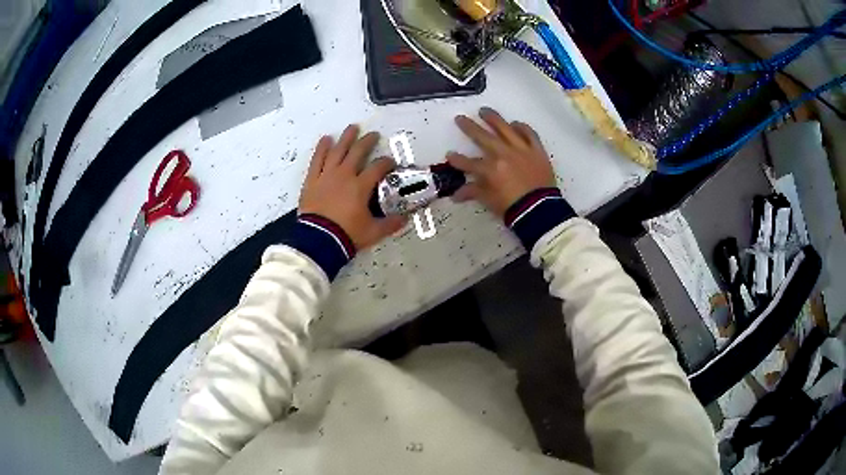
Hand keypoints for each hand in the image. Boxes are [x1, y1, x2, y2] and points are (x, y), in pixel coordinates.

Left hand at [299, 125, 405, 250]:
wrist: (319, 240)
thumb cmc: (346, 234)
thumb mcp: (373, 232)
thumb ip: (390, 224)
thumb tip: (404, 220)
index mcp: (360, 186)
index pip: (378, 168)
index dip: (386, 163)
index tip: (390, 162)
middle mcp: (344, 175)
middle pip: (357, 152)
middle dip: (367, 142)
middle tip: (373, 135)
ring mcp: (327, 176)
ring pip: (337, 151)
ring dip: (346, 138)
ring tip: (352, 128)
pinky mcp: (312, 181)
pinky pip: (317, 160)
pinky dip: (321, 149)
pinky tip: (326, 139)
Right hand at [447, 107, 556, 217]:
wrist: (540, 211)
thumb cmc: (512, 208)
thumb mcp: (489, 201)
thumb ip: (473, 192)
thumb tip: (455, 195)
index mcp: (489, 169)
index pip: (468, 162)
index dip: (457, 159)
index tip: (449, 155)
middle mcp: (503, 154)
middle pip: (482, 137)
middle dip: (469, 127)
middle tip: (460, 118)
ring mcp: (521, 149)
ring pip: (504, 128)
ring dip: (493, 118)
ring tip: (484, 110)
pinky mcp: (536, 150)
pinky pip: (528, 134)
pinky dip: (521, 127)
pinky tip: (514, 124)